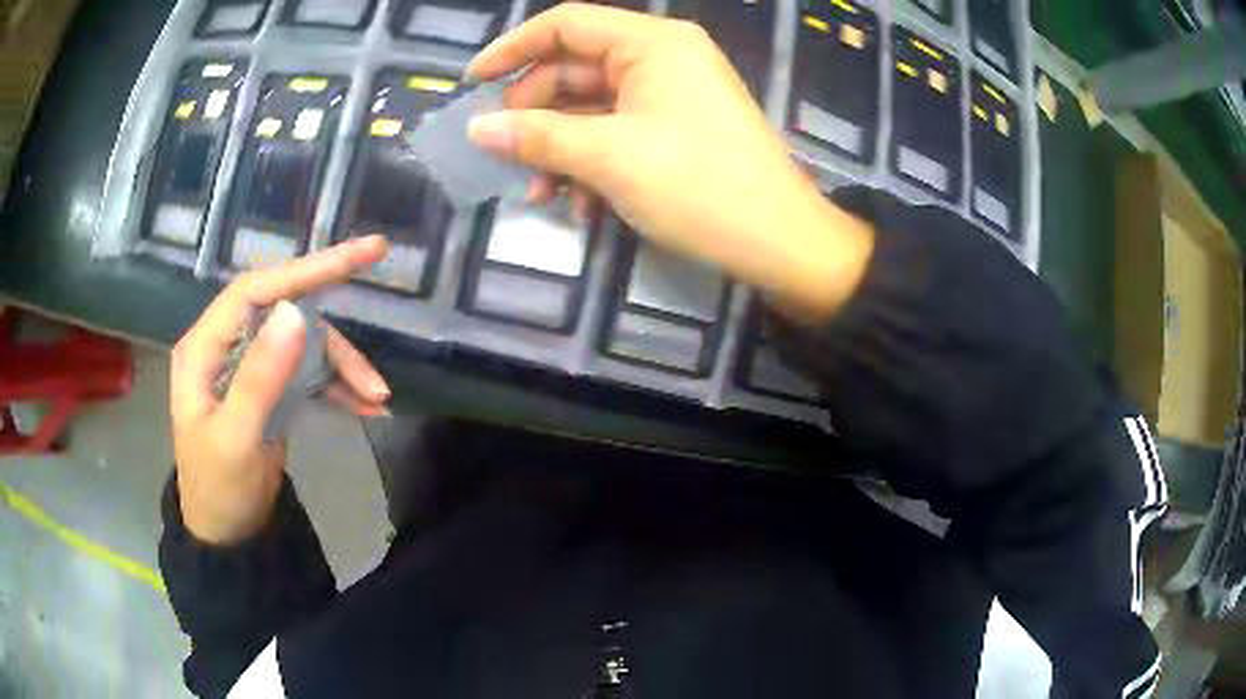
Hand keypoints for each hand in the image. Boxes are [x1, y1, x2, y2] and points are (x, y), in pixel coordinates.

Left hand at [170, 236, 390, 544]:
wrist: (226, 536)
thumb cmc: (219, 491)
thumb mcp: (236, 440)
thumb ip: (259, 379)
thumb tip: (295, 313)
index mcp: (205, 347)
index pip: (255, 290)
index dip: (304, 269)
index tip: (361, 255)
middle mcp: (227, 346)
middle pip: (286, 314)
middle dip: (334, 334)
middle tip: (377, 322)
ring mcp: (250, 367)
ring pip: (304, 344)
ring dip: (343, 367)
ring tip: (378, 399)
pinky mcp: (269, 388)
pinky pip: (309, 372)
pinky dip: (339, 387)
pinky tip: (367, 407)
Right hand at [466, 3, 872, 316]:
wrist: (780, 242)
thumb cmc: (698, 186)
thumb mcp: (608, 157)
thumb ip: (536, 136)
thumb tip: (476, 128)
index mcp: (651, 43)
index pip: (566, 24)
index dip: (513, 49)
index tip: (472, 84)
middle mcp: (661, 57)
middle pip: (574, 70)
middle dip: (535, 116)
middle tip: (505, 157)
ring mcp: (671, 94)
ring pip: (592, 109)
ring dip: (559, 150)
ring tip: (541, 196)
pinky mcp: (677, 129)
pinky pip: (617, 132)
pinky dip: (592, 164)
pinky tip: (582, 208)